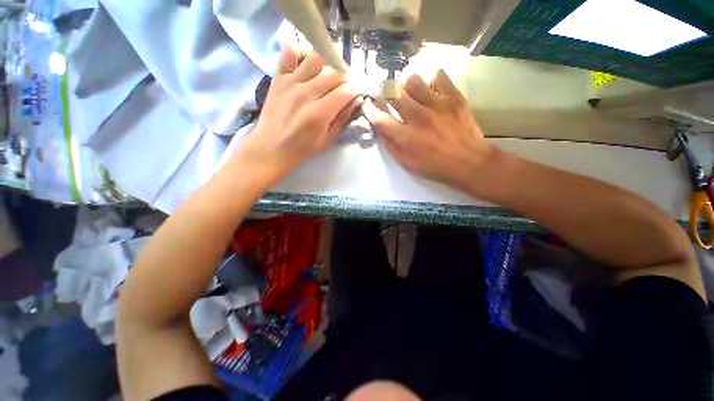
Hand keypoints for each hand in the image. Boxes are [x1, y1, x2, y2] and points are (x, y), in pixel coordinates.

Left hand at [237, 45, 360, 177]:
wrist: (270, 149)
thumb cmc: (301, 150)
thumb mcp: (327, 141)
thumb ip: (342, 120)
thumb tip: (355, 101)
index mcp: (319, 113)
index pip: (345, 91)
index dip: (357, 87)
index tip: (361, 89)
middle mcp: (306, 94)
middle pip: (334, 72)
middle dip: (348, 74)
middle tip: (351, 81)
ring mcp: (290, 83)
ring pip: (315, 57)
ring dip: (330, 60)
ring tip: (334, 69)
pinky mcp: (278, 78)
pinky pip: (289, 53)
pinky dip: (301, 50)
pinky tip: (309, 60)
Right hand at [362, 70, 491, 188]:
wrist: (468, 162)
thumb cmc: (434, 166)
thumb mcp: (407, 163)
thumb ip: (390, 145)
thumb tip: (379, 128)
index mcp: (405, 137)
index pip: (379, 118)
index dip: (369, 109)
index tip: (366, 103)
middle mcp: (418, 117)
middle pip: (393, 93)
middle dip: (384, 91)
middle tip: (387, 94)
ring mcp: (437, 105)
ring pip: (413, 80)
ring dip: (406, 85)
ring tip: (410, 92)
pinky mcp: (454, 97)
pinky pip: (438, 76)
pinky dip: (432, 81)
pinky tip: (432, 90)